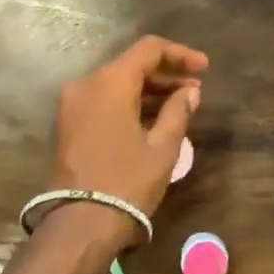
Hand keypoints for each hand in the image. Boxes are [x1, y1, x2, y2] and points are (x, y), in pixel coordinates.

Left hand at [52, 36, 206, 224]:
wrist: (80, 223)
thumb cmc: (127, 181)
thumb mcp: (163, 146)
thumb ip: (178, 110)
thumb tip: (190, 90)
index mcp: (110, 81)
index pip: (149, 49)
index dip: (180, 54)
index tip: (204, 68)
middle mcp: (87, 84)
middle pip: (131, 65)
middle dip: (165, 73)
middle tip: (195, 88)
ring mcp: (73, 104)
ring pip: (117, 83)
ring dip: (148, 89)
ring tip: (180, 104)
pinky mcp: (69, 124)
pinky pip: (104, 100)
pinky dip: (129, 102)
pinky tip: (153, 118)